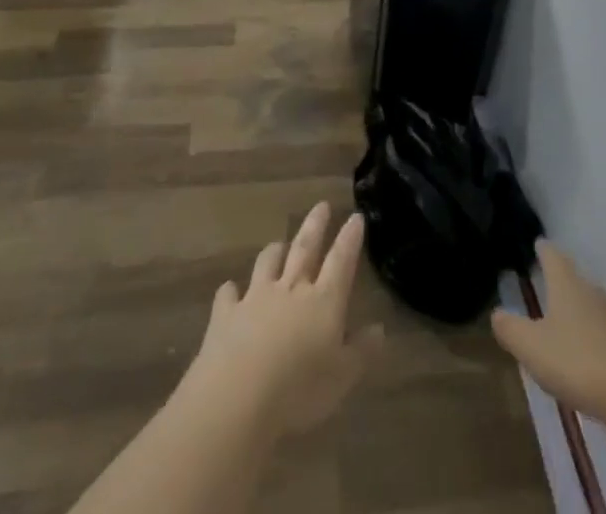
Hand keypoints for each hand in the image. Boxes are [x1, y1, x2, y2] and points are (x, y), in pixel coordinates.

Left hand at [182, 203, 383, 439]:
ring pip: (268, 262)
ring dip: (275, 251)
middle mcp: (291, 289)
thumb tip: (379, 328)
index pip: (341, 261)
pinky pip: (228, 294)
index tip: (356, 216)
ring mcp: (256, 298)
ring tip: (279, 244)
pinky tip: (230, 290)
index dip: (350, 238)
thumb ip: (361, 351)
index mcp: (323, 301)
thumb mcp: (342, 378)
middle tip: (321, 205)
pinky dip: (231, 291)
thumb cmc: (299, 391)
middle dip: (315, 225)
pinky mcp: (226, 314)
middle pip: (305, 248)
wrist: (237, 399)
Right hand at [492, 240, 605, 429]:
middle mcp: (593, 294)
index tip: (539, 242)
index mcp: (568, 286)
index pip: (554, 257)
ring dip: (581, 308)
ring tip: (568, 317)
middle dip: (563, 279)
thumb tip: (496, 313)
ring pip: (594, 305)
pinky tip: (589, 353)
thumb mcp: (532, 347)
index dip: (544, 250)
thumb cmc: (577, 361)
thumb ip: (511, 329)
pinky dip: (596, 337)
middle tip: (550, 280)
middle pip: (576, 279)